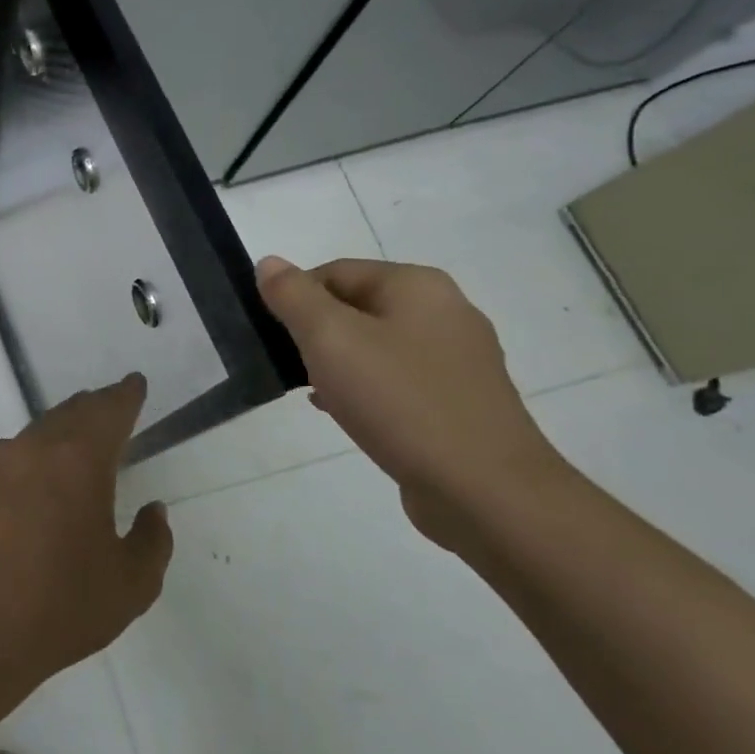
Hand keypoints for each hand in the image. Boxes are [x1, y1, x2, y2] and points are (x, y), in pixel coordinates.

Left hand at [0, 375, 172, 699]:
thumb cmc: (65, 605)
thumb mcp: (132, 583)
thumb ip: (153, 539)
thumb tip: (153, 509)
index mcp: (80, 460)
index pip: (110, 410)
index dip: (126, 395)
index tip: (136, 383)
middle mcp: (37, 447)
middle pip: (74, 411)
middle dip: (98, 406)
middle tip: (115, 405)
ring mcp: (1, 462)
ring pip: (42, 427)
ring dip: (66, 425)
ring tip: (82, 435)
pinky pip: (17, 450)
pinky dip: (38, 449)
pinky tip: (42, 470)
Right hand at [256, 256, 568, 550]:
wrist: (485, 491)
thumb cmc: (400, 401)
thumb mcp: (330, 339)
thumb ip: (294, 296)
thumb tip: (269, 262)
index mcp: (417, 286)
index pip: (334, 272)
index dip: (295, 297)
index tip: (272, 336)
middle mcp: (444, 311)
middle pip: (356, 306)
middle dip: (315, 331)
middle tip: (288, 364)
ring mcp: (458, 359)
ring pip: (375, 345)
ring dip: (337, 362)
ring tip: (310, 391)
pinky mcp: (459, 401)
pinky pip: (397, 379)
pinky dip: (365, 388)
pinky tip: (344, 412)